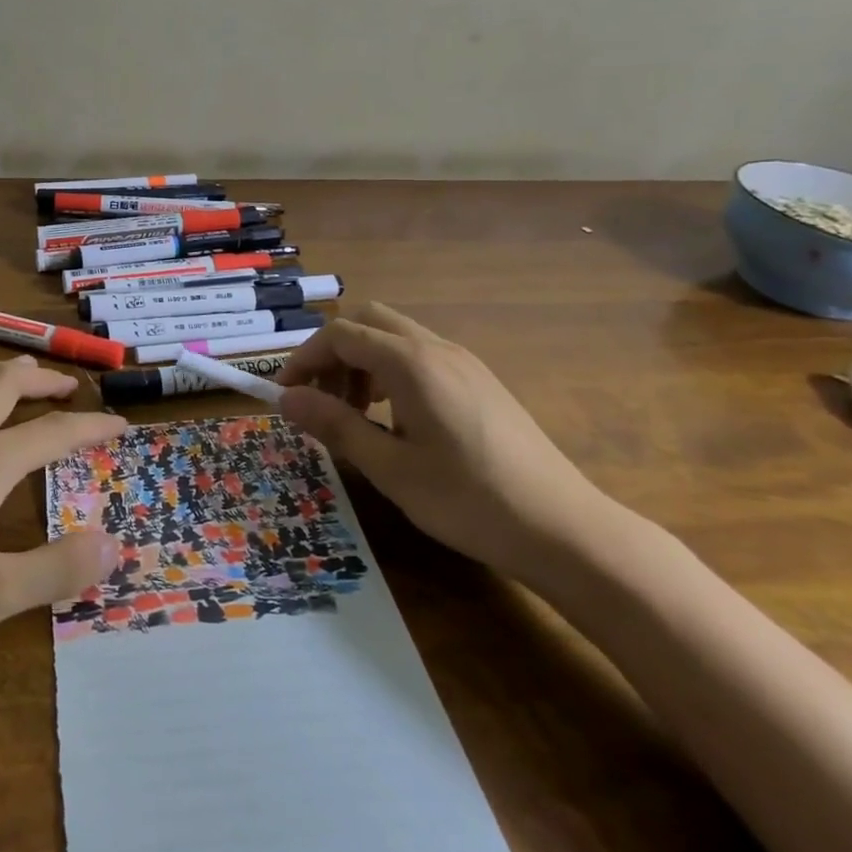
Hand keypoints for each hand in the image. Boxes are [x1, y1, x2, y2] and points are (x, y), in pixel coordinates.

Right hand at [275, 303, 614, 582]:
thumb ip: (335, 426)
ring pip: (394, 337)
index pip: (340, 335)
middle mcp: (437, 348)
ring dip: (362, 362)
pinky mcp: (479, 380)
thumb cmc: (470, 500)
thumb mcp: (391, 469)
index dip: (303, 359)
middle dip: (333, 353)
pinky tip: (396, 419)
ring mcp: (463, 361)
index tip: (285, 396)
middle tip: (321, 400)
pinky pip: (420, 355)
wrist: (566, 530)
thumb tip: (285, 399)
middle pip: (367, 321)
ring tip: (355, 414)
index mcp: (412, 363)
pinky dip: (390, 372)